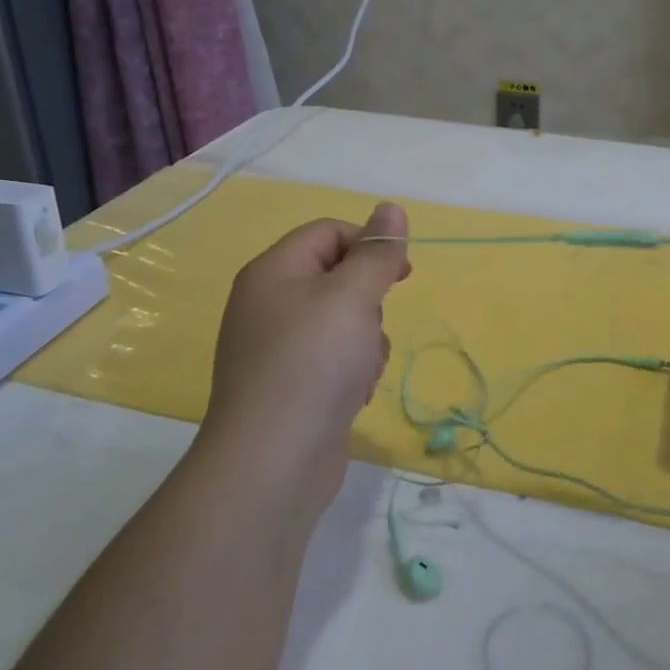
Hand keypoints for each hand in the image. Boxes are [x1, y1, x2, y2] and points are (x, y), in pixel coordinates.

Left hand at [200, 203, 410, 516]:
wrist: (273, 462)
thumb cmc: (314, 363)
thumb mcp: (352, 296)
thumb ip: (376, 252)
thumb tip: (391, 207)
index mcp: (274, 272)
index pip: (328, 231)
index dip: (368, 244)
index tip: (400, 273)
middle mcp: (269, 304)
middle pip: (336, 277)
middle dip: (369, 299)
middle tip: (373, 325)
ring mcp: (277, 349)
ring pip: (342, 322)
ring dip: (366, 340)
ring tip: (363, 368)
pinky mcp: (290, 386)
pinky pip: (333, 359)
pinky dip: (352, 370)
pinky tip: (354, 394)